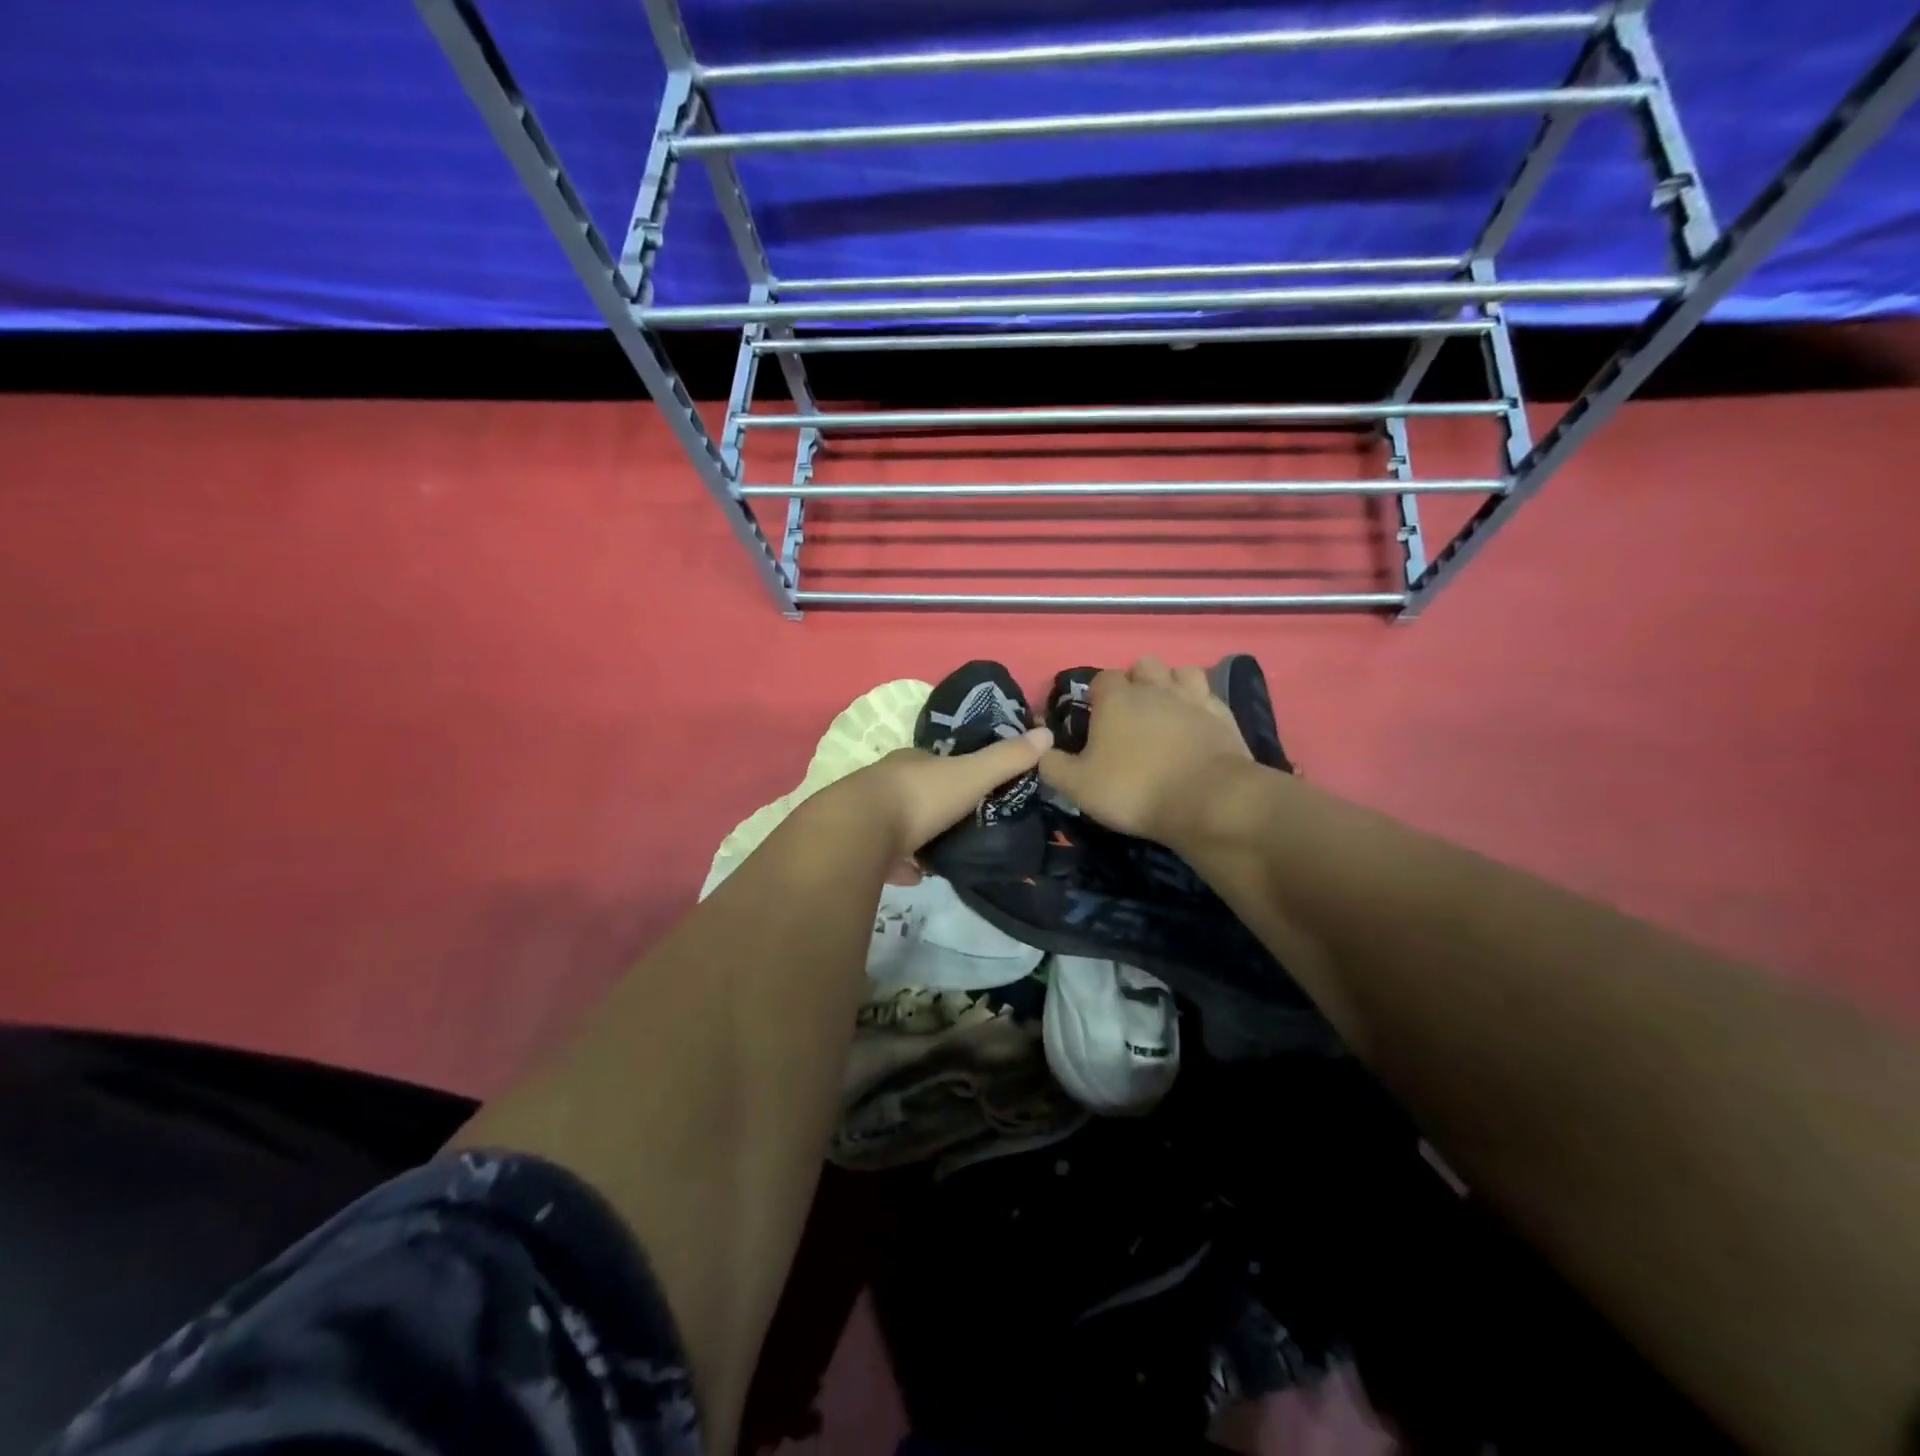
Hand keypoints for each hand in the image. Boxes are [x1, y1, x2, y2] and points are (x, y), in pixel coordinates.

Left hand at [836, 725, 1053, 860]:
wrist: (856, 832)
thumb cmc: (919, 797)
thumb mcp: (971, 776)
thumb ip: (1007, 760)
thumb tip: (1046, 734)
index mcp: (911, 762)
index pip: (935, 761)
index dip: (955, 771)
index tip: (974, 786)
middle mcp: (884, 782)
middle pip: (914, 792)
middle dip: (935, 806)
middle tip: (961, 825)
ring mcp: (865, 815)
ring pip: (895, 823)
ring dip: (916, 837)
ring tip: (941, 855)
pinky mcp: (854, 847)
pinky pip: (882, 856)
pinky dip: (899, 865)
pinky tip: (914, 877)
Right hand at [1037, 657, 1253, 843]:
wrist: (1207, 800)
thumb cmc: (1134, 789)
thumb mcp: (1078, 786)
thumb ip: (1052, 765)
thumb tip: (1038, 749)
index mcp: (1117, 698)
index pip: (1101, 678)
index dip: (1097, 695)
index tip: (1095, 718)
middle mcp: (1155, 687)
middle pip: (1143, 666)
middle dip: (1136, 682)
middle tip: (1131, 715)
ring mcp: (1193, 697)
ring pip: (1180, 672)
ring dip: (1171, 685)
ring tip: (1166, 712)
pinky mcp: (1223, 715)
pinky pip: (1208, 695)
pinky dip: (1199, 704)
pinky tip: (1196, 723)